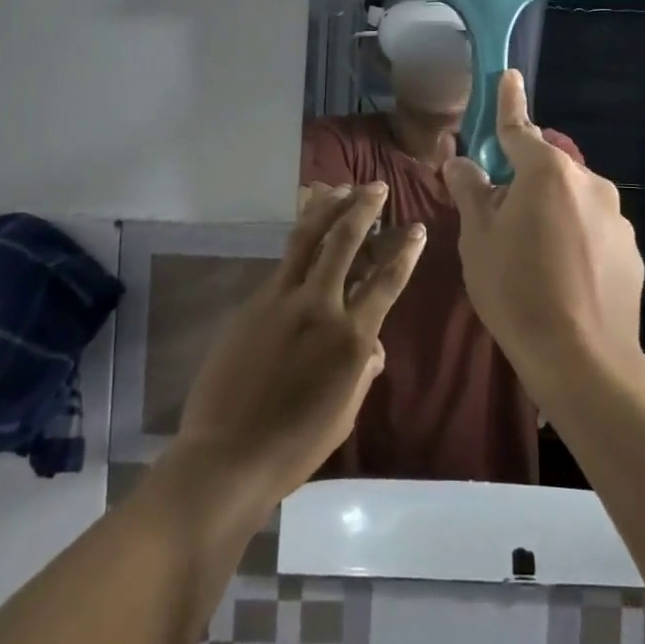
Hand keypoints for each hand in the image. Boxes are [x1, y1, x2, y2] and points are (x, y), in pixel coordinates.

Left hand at [173, 183, 422, 507]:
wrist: (227, 457)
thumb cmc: (295, 445)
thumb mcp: (345, 412)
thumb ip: (363, 370)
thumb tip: (372, 347)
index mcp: (351, 337)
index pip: (386, 281)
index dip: (405, 252)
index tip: (417, 228)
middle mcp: (319, 306)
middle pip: (344, 242)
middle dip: (363, 209)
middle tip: (376, 187)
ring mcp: (281, 300)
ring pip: (306, 238)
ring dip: (326, 208)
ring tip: (339, 187)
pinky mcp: (252, 303)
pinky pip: (282, 263)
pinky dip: (299, 240)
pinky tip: (305, 232)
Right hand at [442, 71, 644, 396]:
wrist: (583, 359)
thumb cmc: (517, 291)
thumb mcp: (479, 240)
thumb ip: (470, 192)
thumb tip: (460, 162)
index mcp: (547, 173)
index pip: (520, 128)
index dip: (508, 102)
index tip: (508, 75)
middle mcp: (589, 183)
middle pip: (547, 168)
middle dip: (524, 180)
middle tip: (500, 217)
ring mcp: (616, 216)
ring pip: (572, 200)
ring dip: (551, 211)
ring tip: (533, 257)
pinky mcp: (631, 249)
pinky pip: (594, 229)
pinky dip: (576, 237)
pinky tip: (564, 277)